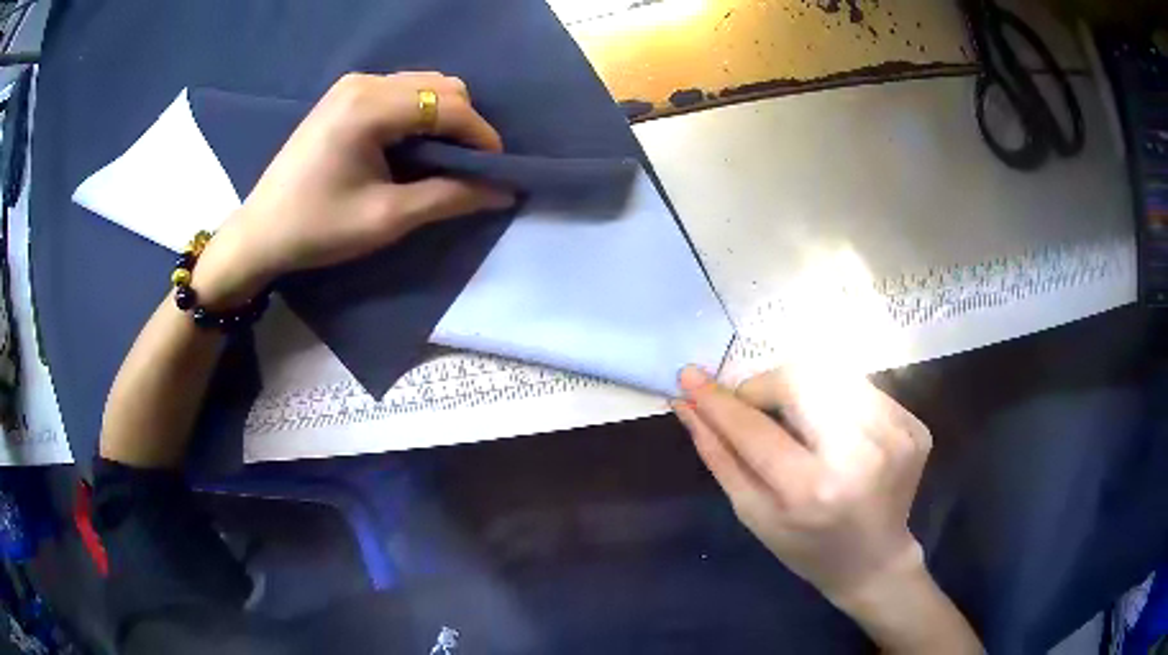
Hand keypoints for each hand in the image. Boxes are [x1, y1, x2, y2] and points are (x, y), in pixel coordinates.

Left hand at [192, 72, 514, 306]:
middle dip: (465, 124)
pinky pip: (401, 92)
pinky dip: (419, 115)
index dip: (481, 135)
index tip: (498, 170)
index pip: (448, 104)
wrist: (260, 233)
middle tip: (468, 168)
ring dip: (443, 118)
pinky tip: (412, 147)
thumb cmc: (318, 228)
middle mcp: (364, 82)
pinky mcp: (344, 96)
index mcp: (370, 106)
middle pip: (440, 86)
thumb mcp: (387, 218)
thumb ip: (450, 197)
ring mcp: (352, 85)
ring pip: (423, 86)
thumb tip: (504, 190)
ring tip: (442, 160)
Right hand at [672, 366, 931, 603]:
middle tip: (754, 406)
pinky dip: (837, 399)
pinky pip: (862, 389)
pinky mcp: (914, 426)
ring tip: (800, 424)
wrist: (874, 561)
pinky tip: (837, 432)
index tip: (690, 376)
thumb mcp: (753, 513)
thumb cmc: (805, 547)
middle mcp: (860, 455)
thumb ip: (719, 456)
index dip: (719, 401)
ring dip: (802, 391)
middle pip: (800, 381)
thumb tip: (687, 404)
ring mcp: (896, 436)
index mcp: (812, 490)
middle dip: (765, 386)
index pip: (754, 429)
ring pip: (832, 376)